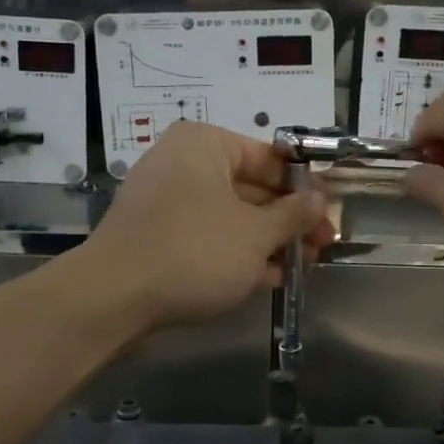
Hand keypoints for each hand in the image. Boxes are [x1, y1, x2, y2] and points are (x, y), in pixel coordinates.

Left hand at [87, 122, 333, 329]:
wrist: (113, 298)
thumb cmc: (194, 251)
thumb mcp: (256, 234)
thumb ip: (293, 215)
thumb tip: (319, 200)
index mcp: (205, 145)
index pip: (269, 156)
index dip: (305, 186)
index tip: (331, 212)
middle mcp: (183, 164)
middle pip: (251, 187)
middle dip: (288, 219)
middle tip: (323, 245)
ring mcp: (167, 202)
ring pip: (231, 216)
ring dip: (268, 241)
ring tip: (304, 266)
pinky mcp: (158, 237)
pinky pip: (208, 237)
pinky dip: (238, 255)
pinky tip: (271, 278)